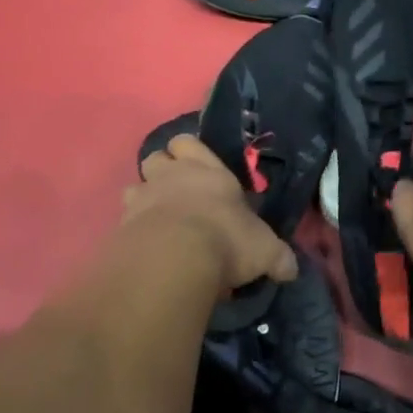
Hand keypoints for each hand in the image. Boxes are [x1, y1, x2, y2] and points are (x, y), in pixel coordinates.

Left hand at [124, 133, 298, 294]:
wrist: (173, 259)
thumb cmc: (226, 240)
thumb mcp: (265, 250)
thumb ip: (278, 257)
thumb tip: (291, 269)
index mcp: (207, 170)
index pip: (189, 142)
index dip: (190, 152)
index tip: (200, 170)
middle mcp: (170, 176)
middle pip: (155, 157)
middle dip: (163, 171)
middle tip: (179, 195)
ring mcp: (141, 199)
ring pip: (134, 187)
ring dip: (145, 201)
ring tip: (160, 223)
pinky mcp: (121, 226)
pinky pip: (124, 221)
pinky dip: (134, 231)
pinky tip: (148, 250)